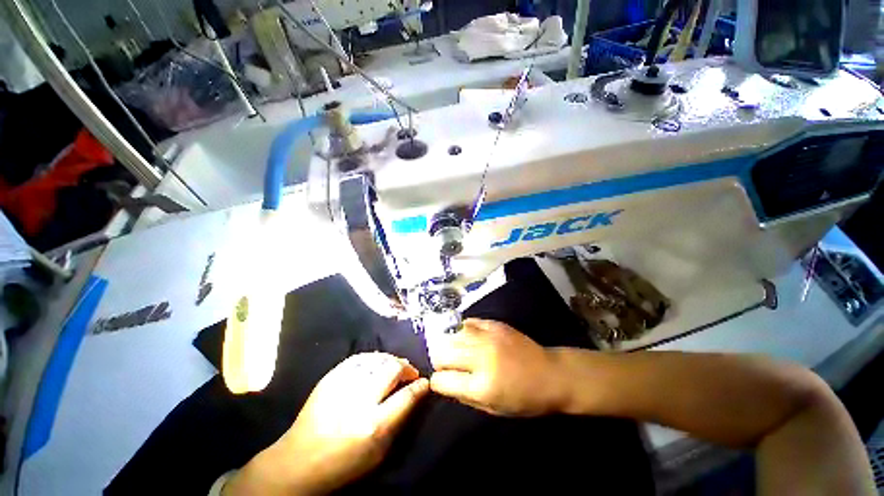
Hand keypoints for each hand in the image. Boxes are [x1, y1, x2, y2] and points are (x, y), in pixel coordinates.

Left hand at [225, 353, 428, 495]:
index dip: (420, 386)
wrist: (297, 463)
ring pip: (378, 359)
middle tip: (411, 373)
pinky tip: (377, 363)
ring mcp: (343, 384)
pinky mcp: (330, 377)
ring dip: (392, 361)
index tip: (425, 382)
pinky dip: (374, 358)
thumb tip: (415, 396)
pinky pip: (360, 358)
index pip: (407, 396)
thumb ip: (399, 422)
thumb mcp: (378, 454)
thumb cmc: (343, 464)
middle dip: (407, 368)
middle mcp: (360, 400)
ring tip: (396, 367)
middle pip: (393, 369)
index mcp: (373, 425)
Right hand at [426, 319, 566, 416]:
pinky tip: (467, 337)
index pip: (442, 380)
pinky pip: (468, 323)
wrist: (551, 374)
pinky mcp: (494, 325)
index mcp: (481, 386)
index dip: (438, 381)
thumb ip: (464, 395)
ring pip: (452, 335)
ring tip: (455, 350)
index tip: (441, 381)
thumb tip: (443, 381)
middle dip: (439, 361)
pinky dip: (463, 331)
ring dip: (449, 344)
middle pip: (442, 352)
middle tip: (447, 365)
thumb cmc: (524, 399)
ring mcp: (488, 338)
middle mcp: (481, 358)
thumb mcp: (493, 408)